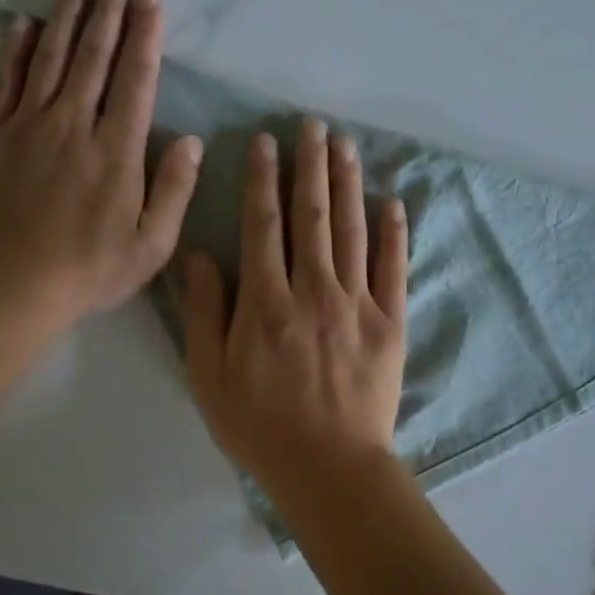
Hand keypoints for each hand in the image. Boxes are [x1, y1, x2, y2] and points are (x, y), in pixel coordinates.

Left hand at [0, 0, 202, 335]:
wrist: (10, 286)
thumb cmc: (89, 269)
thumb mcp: (152, 245)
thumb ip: (175, 190)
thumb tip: (192, 140)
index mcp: (116, 150)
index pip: (136, 78)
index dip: (146, 35)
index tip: (152, 0)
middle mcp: (73, 124)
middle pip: (94, 56)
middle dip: (110, 11)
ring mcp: (27, 126)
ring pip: (50, 58)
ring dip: (67, 16)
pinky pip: (3, 81)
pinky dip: (14, 48)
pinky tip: (23, 22)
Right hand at [183, 119, 408, 495]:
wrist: (329, 468)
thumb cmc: (260, 425)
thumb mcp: (209, 375)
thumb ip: (203, 311)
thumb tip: (199, 255)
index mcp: (266, 301)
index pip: (263, 224)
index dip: (263, 179)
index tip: (266, 142)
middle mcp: (313, 289)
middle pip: (312, 215)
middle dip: (310, 166)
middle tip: (313, 125)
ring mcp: (357, 303)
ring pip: (351, 230)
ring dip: (347, 183)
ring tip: (345, 145)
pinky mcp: (391, 322)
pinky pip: (394, 267)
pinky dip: (394, 232)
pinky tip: (393, 200)